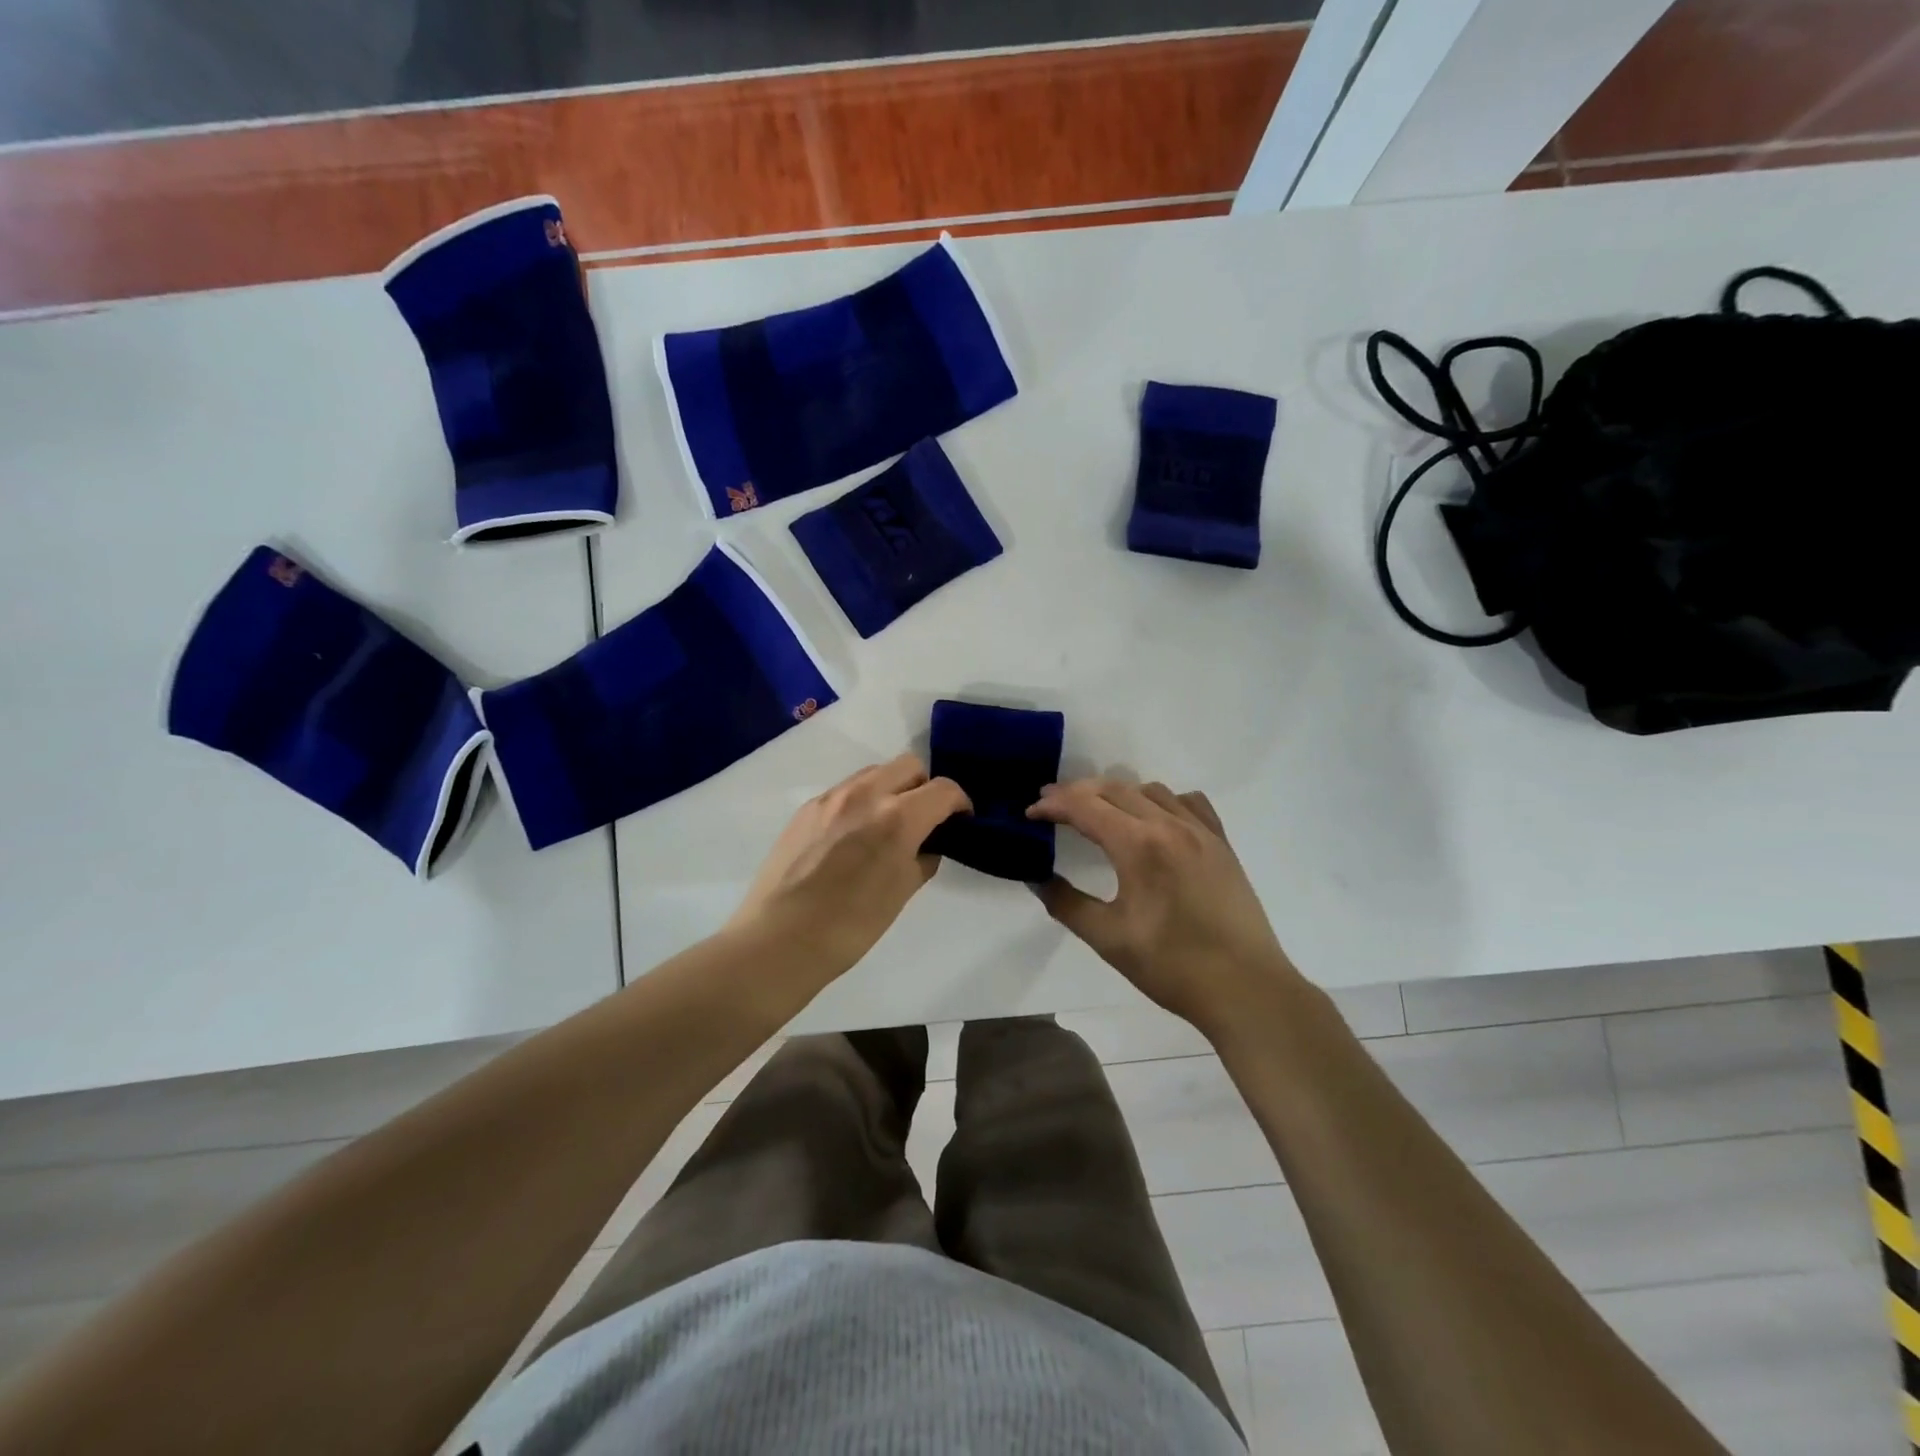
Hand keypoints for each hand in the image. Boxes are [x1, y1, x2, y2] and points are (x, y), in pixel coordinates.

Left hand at [729, 754, 969, 980]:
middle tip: (924, 820)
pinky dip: (861, 801)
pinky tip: (852, 837)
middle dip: (925, 787)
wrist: (778, 940)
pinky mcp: (806, 808)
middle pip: (909, 765)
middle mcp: (865, 794)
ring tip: (886, 826)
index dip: (960, 803)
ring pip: (875, 772)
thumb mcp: (901, 894)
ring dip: (892, 789)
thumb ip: (922, 859)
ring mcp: (831, 797)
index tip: (960, 821)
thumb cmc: (850, 926)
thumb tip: (926, 846)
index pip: (943, 790)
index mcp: (897, 817)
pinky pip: (845, 790)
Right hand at [1027, 779, 1300, 1034]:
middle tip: (1051, 805)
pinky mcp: (1222, 844)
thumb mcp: (1108, 939)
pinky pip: (1189, 802)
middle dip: (1078, 792)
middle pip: (1114, 789)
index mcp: (1139, 845)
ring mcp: (1202, 831)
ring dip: (1117, 793)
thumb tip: (1036, 877)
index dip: (1053, 805)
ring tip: (1098, 812)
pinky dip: (1162, 801)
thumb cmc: (1172, 967)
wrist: (1246, 989)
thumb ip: (1066, 903)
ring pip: (1151, 790)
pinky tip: (1155, 819)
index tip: (1030, 812)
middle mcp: (1171, 825)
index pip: (1085, 807)